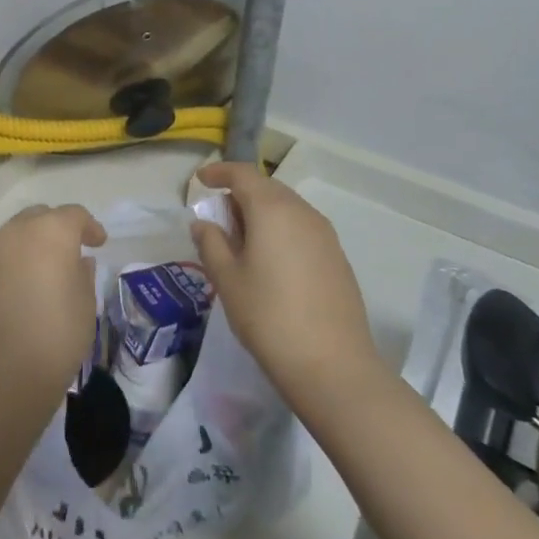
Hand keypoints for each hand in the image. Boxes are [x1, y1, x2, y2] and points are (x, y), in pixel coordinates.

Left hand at [0, 203, 105, 392]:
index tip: (98, 244)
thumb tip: (78, 262)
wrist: (10, 367)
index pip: (74, 215)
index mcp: (51, 231)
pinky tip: (13, 294)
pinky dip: (6, 269)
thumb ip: (83, 273)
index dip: (89, 227)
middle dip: (54, 228)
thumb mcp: (87, 302)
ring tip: (38, 272)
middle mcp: (16, 232)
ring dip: (27, 247)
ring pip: (12, 237)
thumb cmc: (60, 331)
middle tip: (67, 252)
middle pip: (38, 217)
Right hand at [191, 163, 379, 408]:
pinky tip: (270, 259)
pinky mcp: (337, 257)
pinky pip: (301, 228)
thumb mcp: (227, 279)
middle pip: (267, 188)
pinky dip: (280, 230)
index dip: (219, 172)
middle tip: (217, 216)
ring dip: (261, 212)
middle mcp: (302, 212)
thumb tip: (204, 223)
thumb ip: (211, 243)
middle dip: (239, 193)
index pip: (242, 174)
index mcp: (272, 210)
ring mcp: (325, 235)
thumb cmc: (269, 316)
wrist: (332, 365)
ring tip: (241, 240)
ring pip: (286, 207)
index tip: (200, 180)